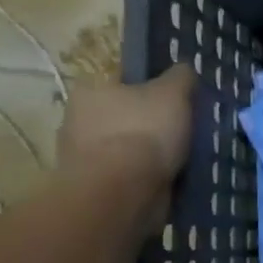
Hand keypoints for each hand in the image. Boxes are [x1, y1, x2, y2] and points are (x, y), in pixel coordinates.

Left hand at [57, 65, 195, 225]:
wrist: (122, 193)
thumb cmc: (144, 132)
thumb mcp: (172, 92)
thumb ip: (180, 77)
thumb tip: (183, 69)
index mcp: (91, 90)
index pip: (125, 82)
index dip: (153, 88)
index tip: (178, 101)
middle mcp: (78, 121)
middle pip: (125, 117)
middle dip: (151, 124)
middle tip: (184, 132)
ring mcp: (84, 158)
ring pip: (127, 150)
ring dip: (149, 156)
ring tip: (183, 161)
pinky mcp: (96, 190)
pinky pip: (128, 178)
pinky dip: (146, 179)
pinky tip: (170, 181)